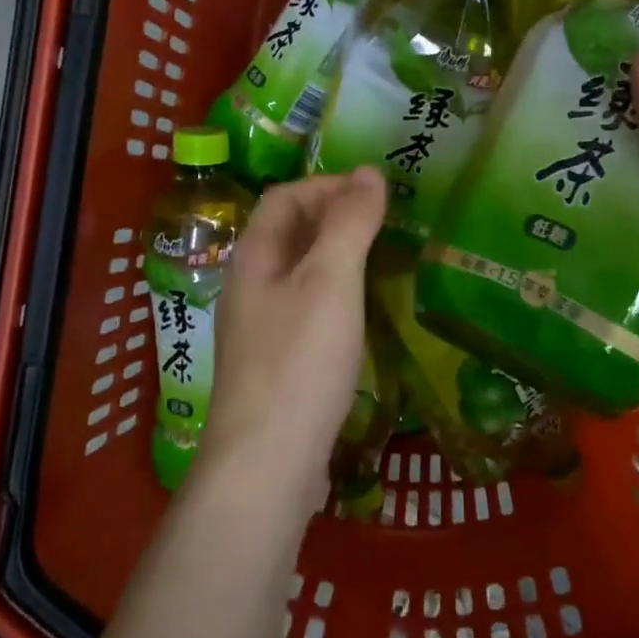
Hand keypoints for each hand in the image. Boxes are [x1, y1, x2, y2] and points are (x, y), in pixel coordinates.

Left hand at [196, 167, 386, 512]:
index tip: (377, 194)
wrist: (267, 465)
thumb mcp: (330, 281)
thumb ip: (349, 223)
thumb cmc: (299, 362)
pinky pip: (307, 311)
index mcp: (254, 258)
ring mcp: (260, 329)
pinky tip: (365, 316)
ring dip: (339, 258)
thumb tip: (369, 172)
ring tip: (385, 262)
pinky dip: (338, 297)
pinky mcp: (277, 365)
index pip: (285, 197)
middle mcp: (249, 287)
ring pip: (300, 274)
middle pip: (290, 234)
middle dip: (336, 218)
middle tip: (389, 224)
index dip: (328, 185)